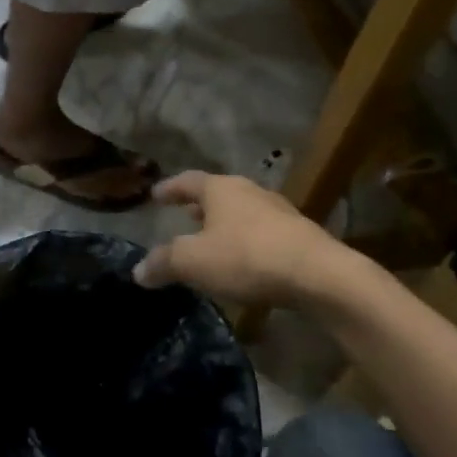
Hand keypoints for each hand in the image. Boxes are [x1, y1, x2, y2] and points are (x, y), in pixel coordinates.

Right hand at [135, 171, 389, 313]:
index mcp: (220, 188)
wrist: (319, 275)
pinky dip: (245, 240)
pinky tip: (242, 260)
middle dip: (198, 205)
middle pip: (217, 193)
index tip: (155, 195)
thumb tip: (138, 270)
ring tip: (211, 239)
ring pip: (241, 211)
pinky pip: (261, 232)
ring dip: (223, 223)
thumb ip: (164, 263)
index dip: (169, 189)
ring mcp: (277, 211)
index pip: (187, 181)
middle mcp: (248, 191)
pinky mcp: (298, 234)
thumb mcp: (194, 262)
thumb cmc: (247, 258)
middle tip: (183, 215)